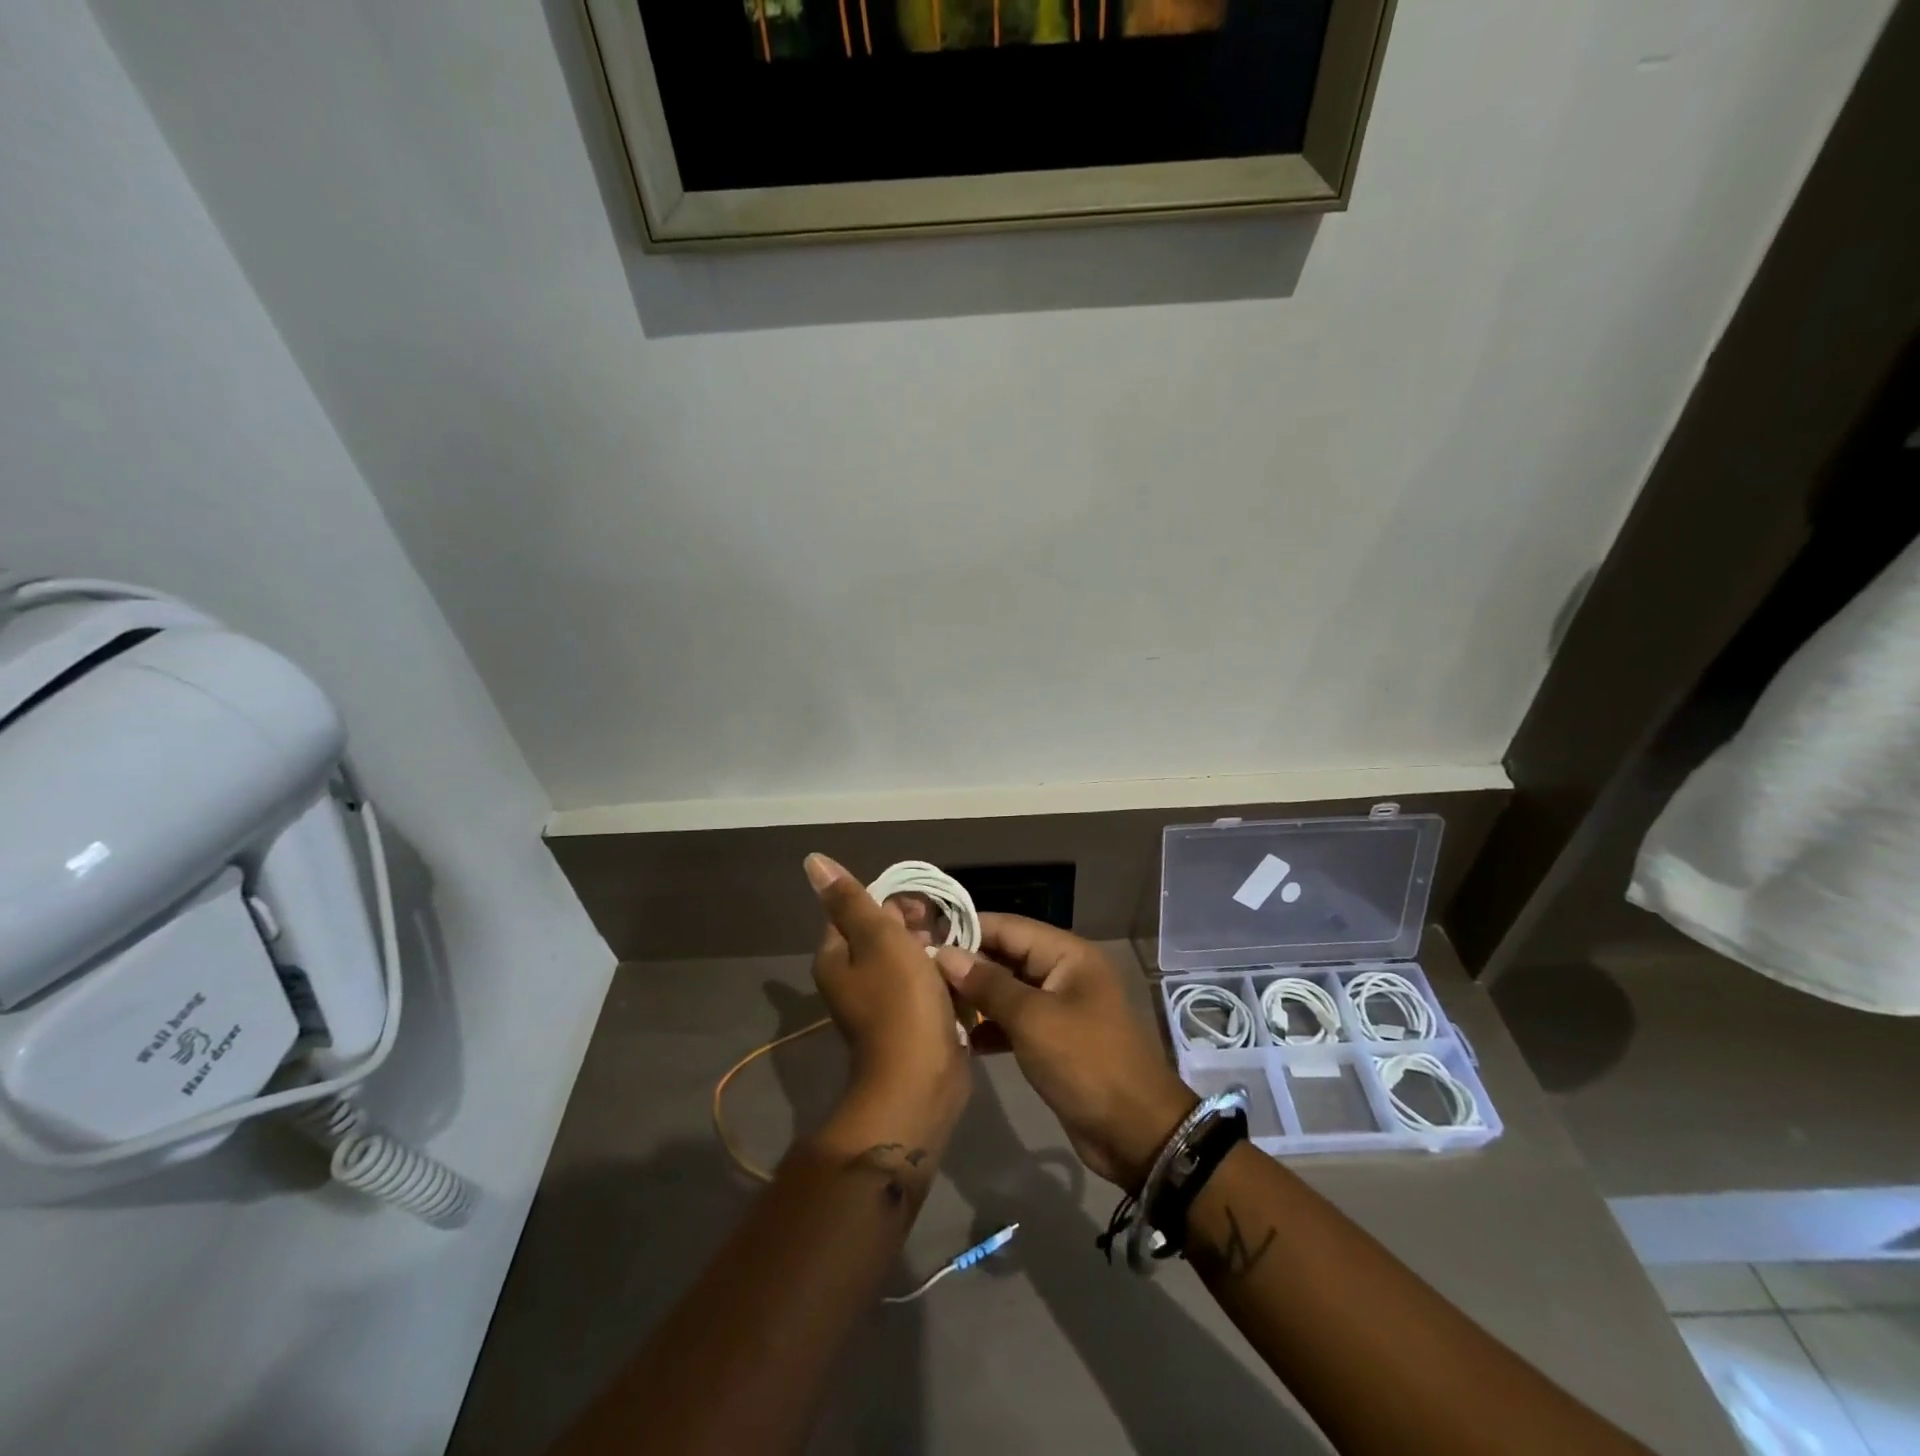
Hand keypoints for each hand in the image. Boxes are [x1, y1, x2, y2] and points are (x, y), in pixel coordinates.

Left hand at [804, 854, 968, 1147]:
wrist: (921, 1080)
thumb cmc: (900, 1001)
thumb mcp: (877, 938)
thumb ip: (850, 900)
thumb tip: (813, 861)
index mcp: (835, 957)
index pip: (857, 909)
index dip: (890, 902)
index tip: (920, 911)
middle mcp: (851, 978)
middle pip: (883, 932)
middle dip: (914, 927)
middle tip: (939, 935)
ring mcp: (879, 1001)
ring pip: (907, 958)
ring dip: (931, 951)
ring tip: (954, 955)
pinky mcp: (906, 1020)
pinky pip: (921, 984)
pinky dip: (938, 977)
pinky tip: (957, 978)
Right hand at [935, 915, 1196, 1191]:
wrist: (1136, 1133)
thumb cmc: (1086, 1063)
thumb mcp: (1033, 1020)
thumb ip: (988, 984)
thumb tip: (945, 954)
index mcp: (1068, 954)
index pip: (1008, 927)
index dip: (967, 928)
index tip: (923, 935)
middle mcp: (1064, 972)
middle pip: (1007, 955)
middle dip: (967, 963)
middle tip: (920, 970)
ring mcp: (1060, 1006)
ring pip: (1009, 989)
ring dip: (976, 996)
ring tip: (932, 1002)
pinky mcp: (1055, 1039)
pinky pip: (1016, 1020)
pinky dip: (991, 1025)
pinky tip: (961, 1036)